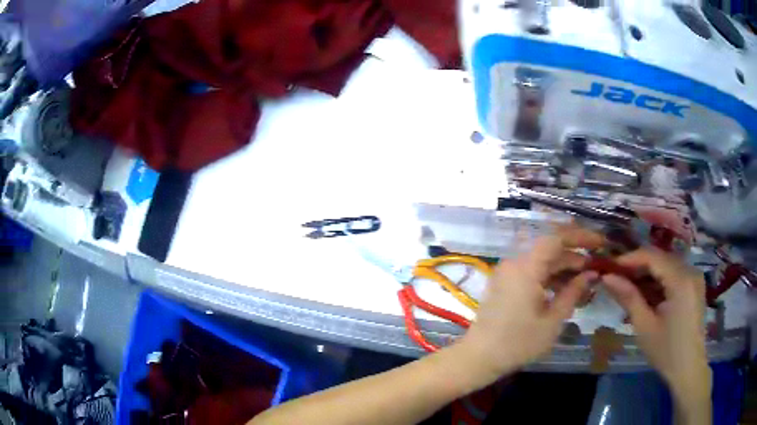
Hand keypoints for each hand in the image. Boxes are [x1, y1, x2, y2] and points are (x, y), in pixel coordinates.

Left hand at [456, 227, 603, 386]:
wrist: (479, 358)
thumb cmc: (518, 343)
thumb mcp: (552, 321)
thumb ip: (573, 293)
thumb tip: (591, 273)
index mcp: (526, 268)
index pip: (556, 238)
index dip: (580, 237)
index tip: (600, 243)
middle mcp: (515, 263)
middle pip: (550, 249)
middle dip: (575, 256)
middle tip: (596, 267)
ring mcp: (507, 273)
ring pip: (541, 261)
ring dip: (563, 268)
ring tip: (585, 281)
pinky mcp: (505, 284)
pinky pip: (531, 272)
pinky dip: (549, 277)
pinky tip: (564, 290)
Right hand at [600, 249, 711, 410]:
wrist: (688, 368)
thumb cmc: (666, 351)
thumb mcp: (644, 326)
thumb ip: (628, 298)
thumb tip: (607, 277)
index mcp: (681, 280)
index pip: (653, 256)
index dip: (630, 259)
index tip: (610, 268)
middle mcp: (691, 270)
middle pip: (661, 258)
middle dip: (638, 266)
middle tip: (617, 280)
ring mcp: (694, 277)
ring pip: (667, 265)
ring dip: (648, 274)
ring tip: (629, 289)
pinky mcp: (694, 285)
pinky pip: (674, 274)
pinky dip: (659, 281)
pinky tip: (647, 295)